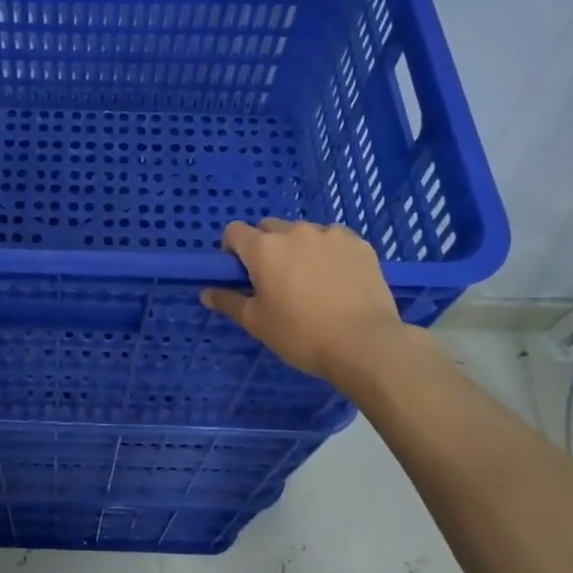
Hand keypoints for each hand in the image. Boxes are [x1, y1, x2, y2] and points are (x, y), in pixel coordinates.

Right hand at [200, 218, 409, 388]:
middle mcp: (294, 231)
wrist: (366, 344)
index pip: (234, 231)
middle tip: (277, 280)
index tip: (241, 273)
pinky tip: (339, 281)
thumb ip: (229, 302)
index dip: (233, 249)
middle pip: (269, 228)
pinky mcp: (359, 243)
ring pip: (304, 233)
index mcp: (264, 248)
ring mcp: (330, 234)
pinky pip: (334, 241)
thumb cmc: (302, 335)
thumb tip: (206, 293)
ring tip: (313, 282)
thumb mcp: (257, 323)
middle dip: (267, 247)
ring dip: (300, 249)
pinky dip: (330, 254)